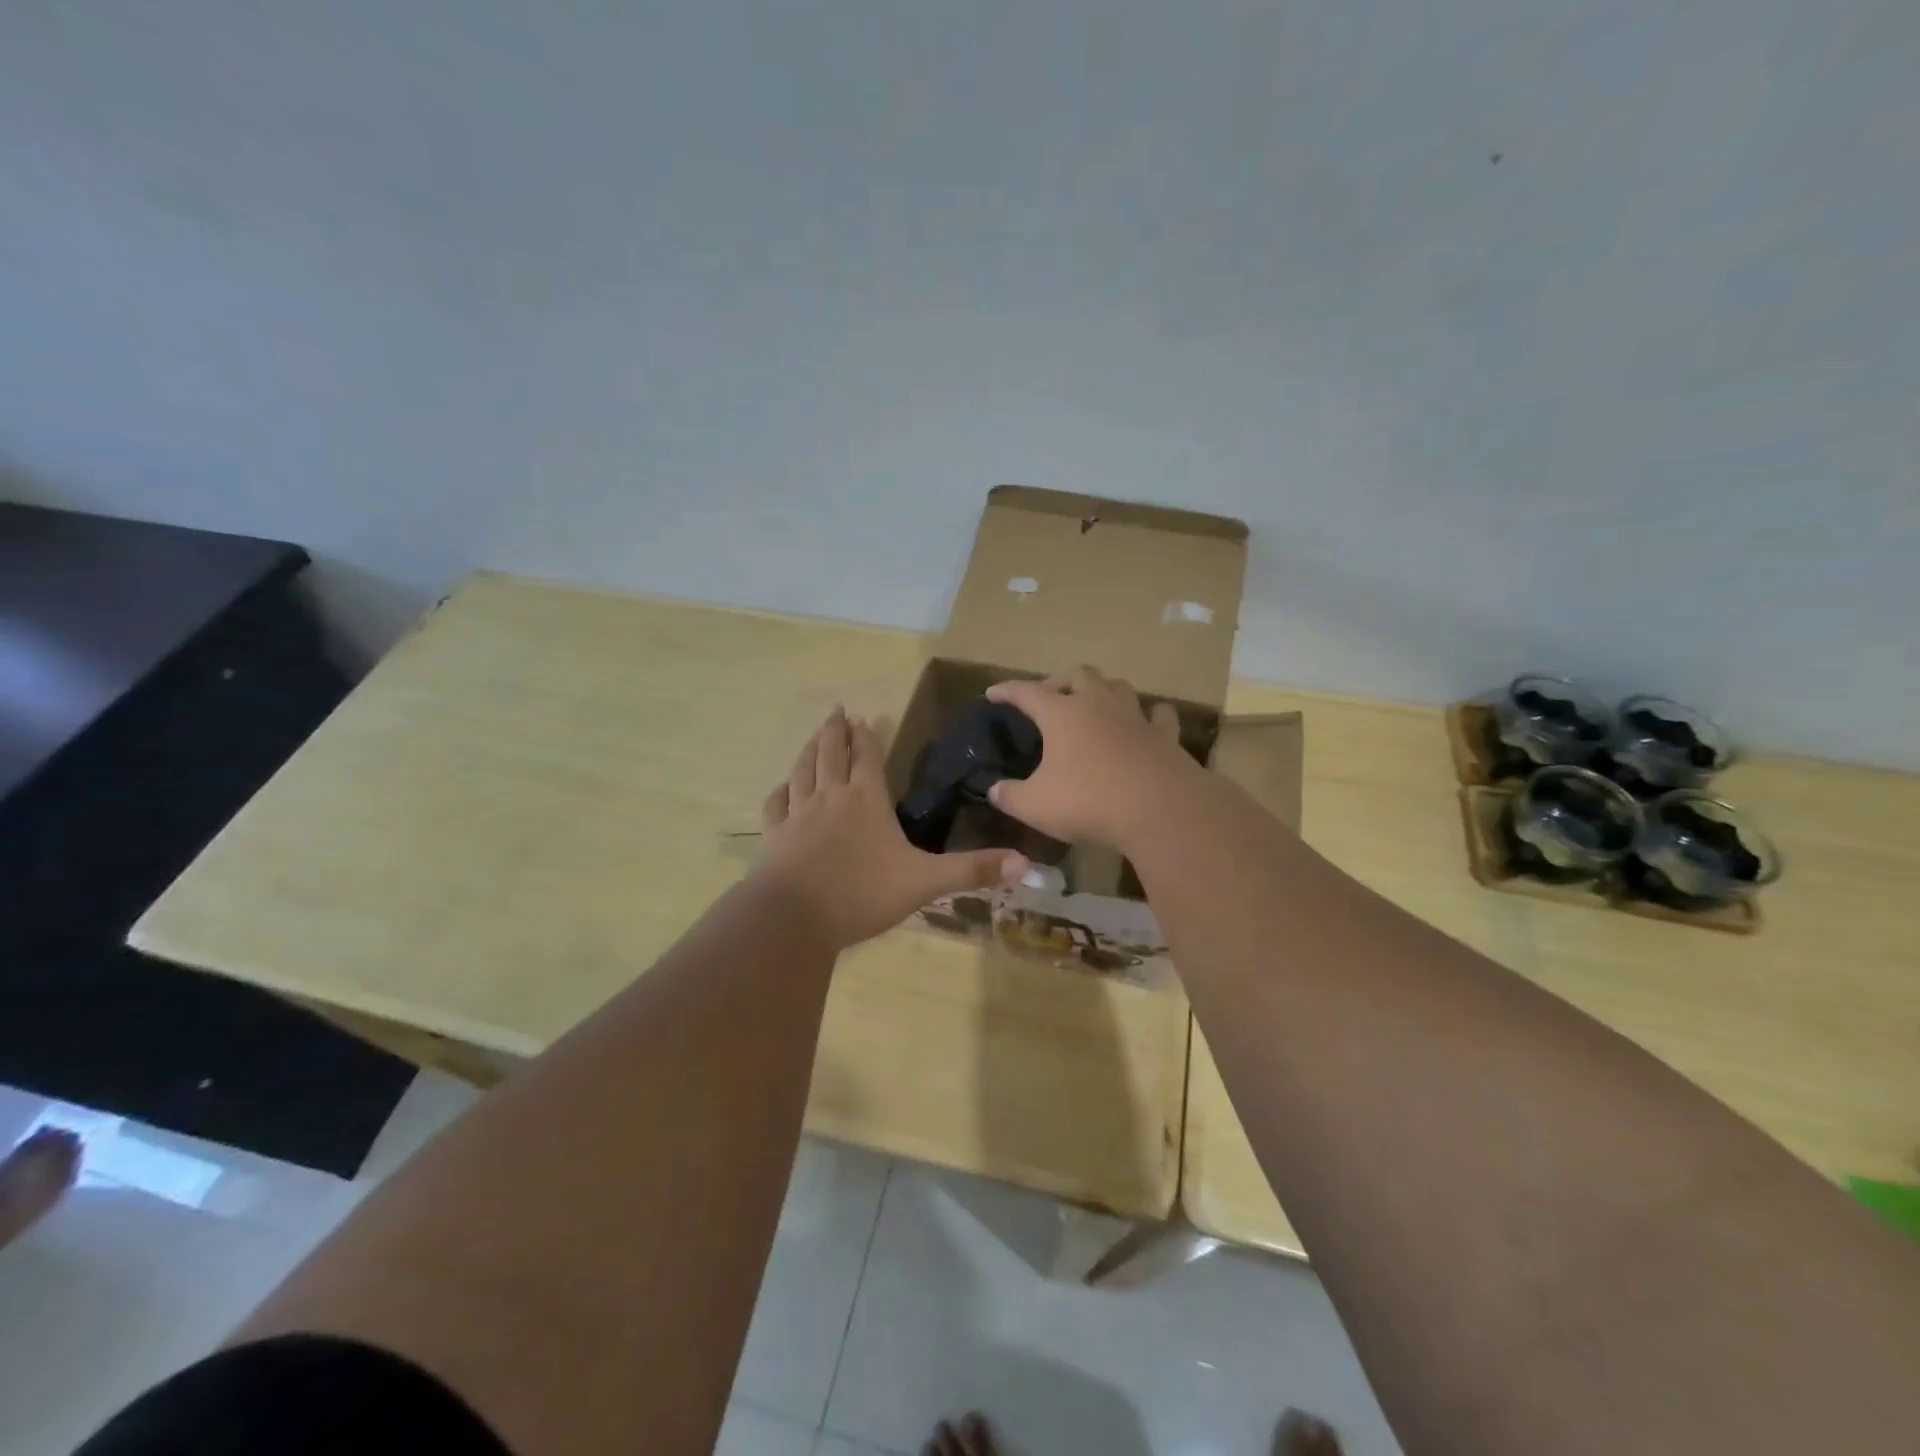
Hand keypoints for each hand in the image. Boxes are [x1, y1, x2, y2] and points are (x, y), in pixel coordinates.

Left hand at [756, 706, 1029, 950]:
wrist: (795, 918)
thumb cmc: (863, 894)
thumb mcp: (925, 882)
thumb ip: (973, 871)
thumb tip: (1027, 864)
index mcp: (867, 800)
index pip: (867, 758)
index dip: (865, 737)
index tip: (861, 716)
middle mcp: (831, 797)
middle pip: (831, 754)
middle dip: (835, 731)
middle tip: (835, 711)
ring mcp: (798, 815)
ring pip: (802, 771)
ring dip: (808, 751)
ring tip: (813, 736)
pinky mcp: (775, 837)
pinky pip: (776, 805)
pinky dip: (781, 791)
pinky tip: (782, 788)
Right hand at [982, 667, 1196, 850]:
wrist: (1159, 810)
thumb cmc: (1088, 802)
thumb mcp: (1035, 805)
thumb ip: (1010, 796)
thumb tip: (994, 790)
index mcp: (1061, 714)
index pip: (1026, 692)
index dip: (1007, 691)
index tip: (993, 693)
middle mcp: (1098, 704)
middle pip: (1078, 675)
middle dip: (1060, 682)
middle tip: (1050, 698)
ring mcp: (1135, 717)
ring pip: (1118, 685)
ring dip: (1103, 689)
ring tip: (1094, 703)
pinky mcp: (1164, 736)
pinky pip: (1158, 714)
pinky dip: (1149, 714)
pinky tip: (1146, 720)